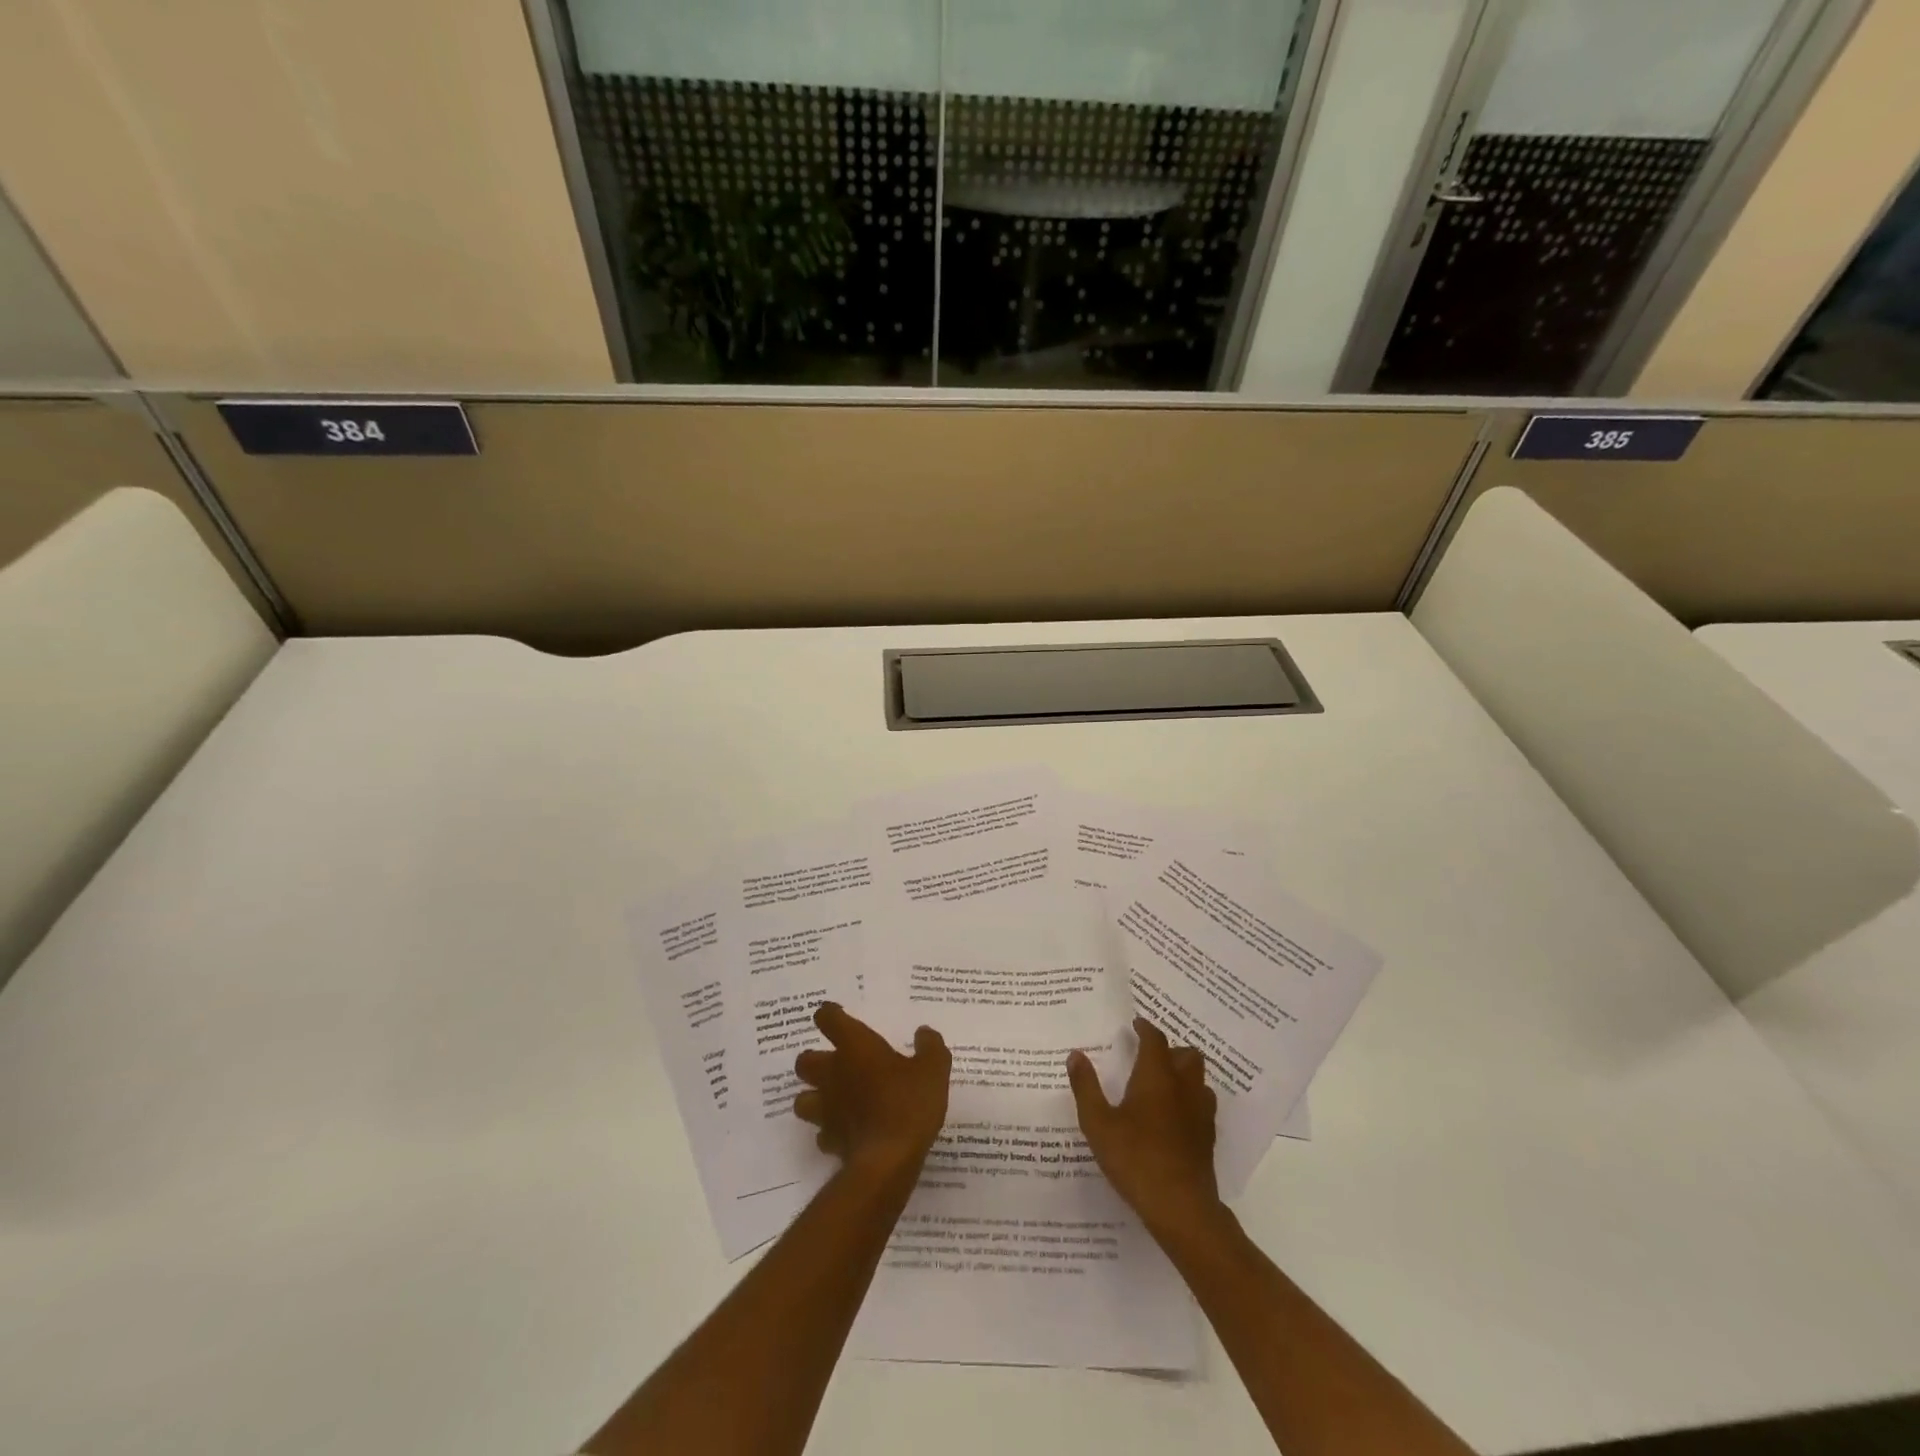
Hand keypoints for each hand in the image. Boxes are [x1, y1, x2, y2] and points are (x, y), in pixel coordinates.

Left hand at [793, 1003, 950, 1185]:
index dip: (830, 1015)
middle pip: (805, 1061)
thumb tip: (923, 1033)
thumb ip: (930, 1046)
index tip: (837, 1016)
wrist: (888, 1159)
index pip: (828, 1018)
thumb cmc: (909, 1103)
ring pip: (802, 1099)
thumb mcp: (933, 1068)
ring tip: (833, 1100)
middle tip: (836, 1064)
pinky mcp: (829, 1140)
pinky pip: (822, 1133)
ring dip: (814, 1098)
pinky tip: (846, 1132)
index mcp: (855, 1046)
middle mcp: (833, 1073)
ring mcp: (826, 1109)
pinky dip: (830, 1131)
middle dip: (814, 1061)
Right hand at [1067, 1018, 1223, 1238]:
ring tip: (1163, 1083)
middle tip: (1149, 1055)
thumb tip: (1075, 1055)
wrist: (1180, 1207)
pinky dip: (1189, 1099)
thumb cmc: (1135, 1158)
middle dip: (1170, 1049)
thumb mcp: (1098, 1123)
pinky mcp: (1207, 1137)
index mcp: (1156, 1076)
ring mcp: (1200, 1113)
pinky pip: (1202, 1104)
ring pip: (1199, 1079)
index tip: (1136, 1024)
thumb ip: (1086, 1087)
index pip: (1155, 1040)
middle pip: (1187, 1054)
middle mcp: (1183, 1087)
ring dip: (1184, 1073)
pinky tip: (1174, 1116)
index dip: (1146, 1028)